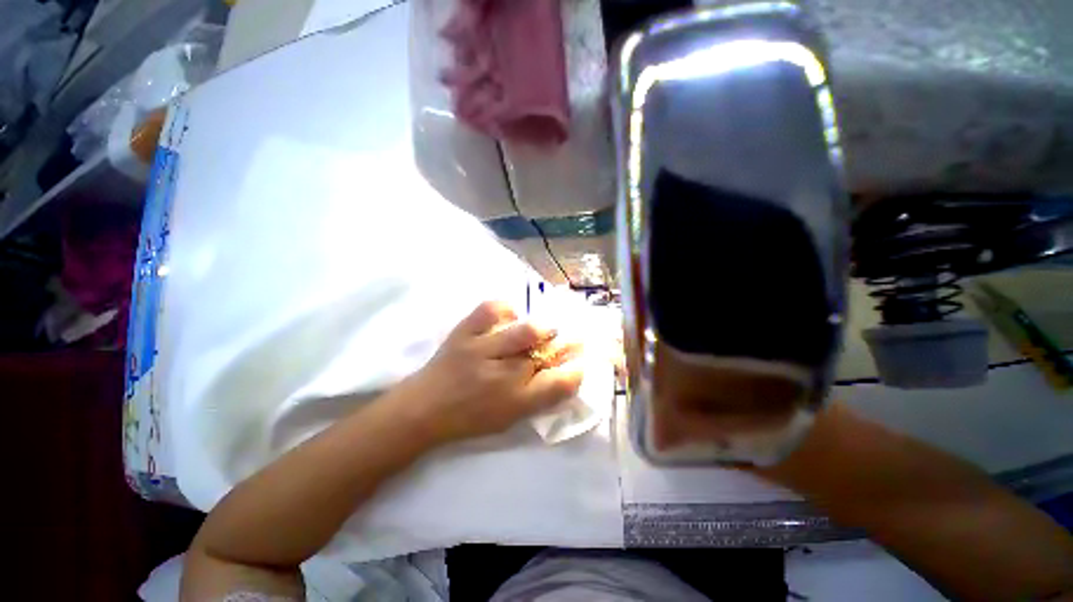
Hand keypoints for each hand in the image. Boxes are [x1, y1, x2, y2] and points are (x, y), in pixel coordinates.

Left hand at [389, 301, 584, 444]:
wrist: (423, 408)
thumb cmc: (469, 418)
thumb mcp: (508, 419)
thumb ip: (538, 398)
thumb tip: (562, 374)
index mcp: (515, 403)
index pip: (559, 384)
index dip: (576, 369)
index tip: (581, 361)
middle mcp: (502, 376)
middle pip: (545, 353)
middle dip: (564, 344)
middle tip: (569, 338)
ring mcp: (481, 350)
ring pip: (525, 331)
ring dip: (542, 327)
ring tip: (545, 328)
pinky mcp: (464, 332)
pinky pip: (491, 309)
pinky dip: (506, 309)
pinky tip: (510, 316)